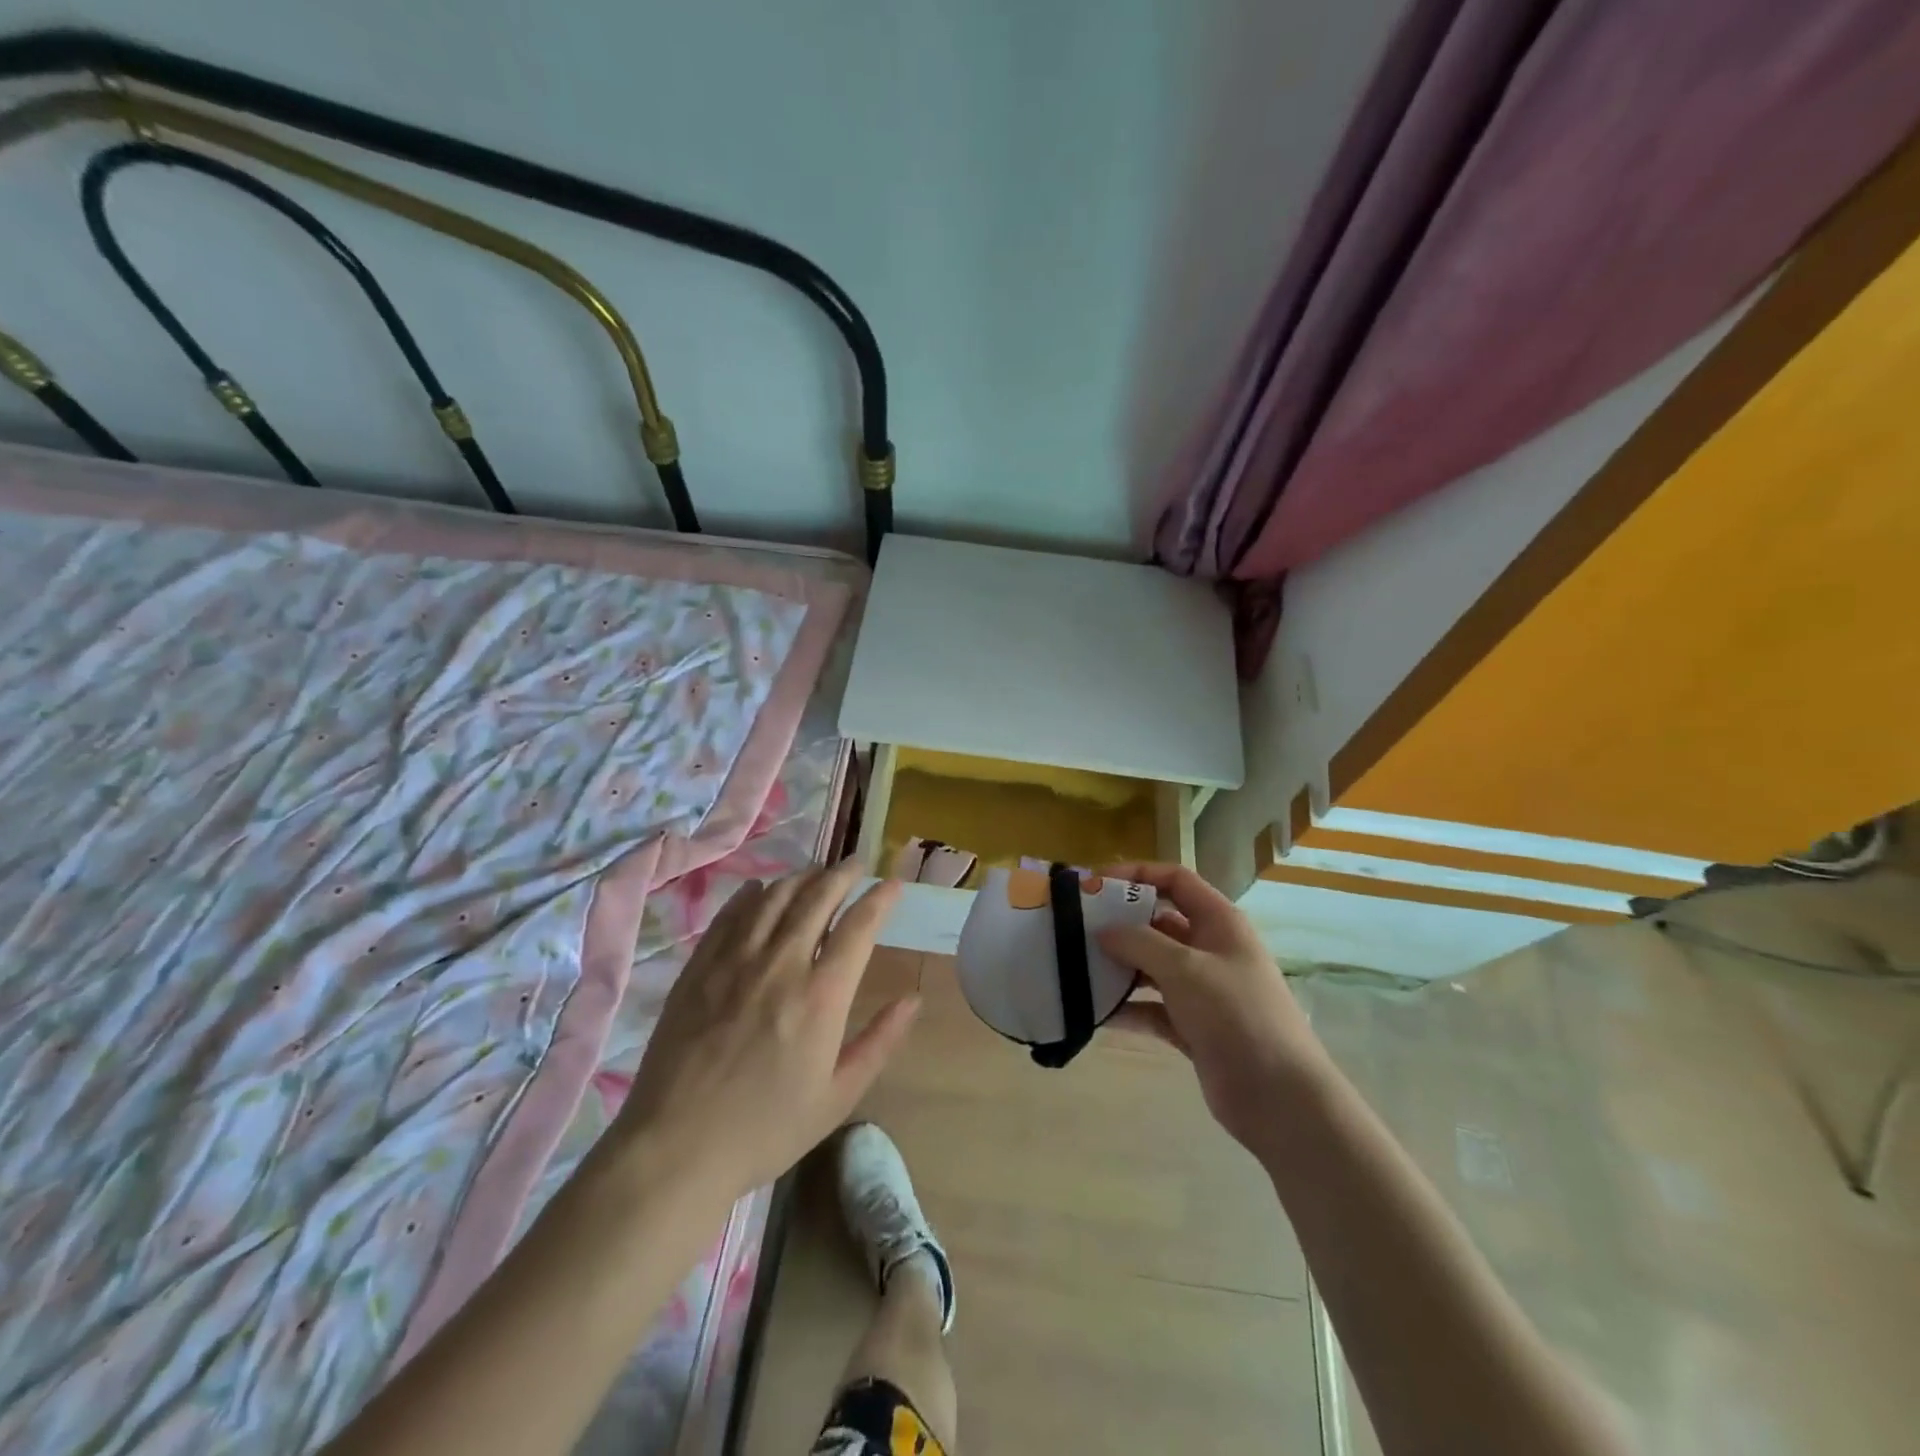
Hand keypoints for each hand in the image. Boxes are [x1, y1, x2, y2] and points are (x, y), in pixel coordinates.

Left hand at [607, 861, 915, 1205]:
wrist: (675, 1148)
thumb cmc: (766, 1129)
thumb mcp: (838, 1096)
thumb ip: (880, 1041)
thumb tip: (913, 999)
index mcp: (821, 996)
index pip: (859, 925)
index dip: (881, 897)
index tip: (894, 882)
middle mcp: (780, 964)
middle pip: (817, 897)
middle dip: (843, 873)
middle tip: (858, 862)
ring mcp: (735, 961)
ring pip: (774, 897)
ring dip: (802, 878)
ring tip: (816, 874)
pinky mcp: (699, 967)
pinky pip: (731, 915)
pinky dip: (752, 895)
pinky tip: (761, 890)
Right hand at [1097, 862, 1326, 1152]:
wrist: (1279, 1097)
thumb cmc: (1236, 1014)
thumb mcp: (1185, 968)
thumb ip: (1139, 942)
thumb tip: (1103, 930)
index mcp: (1219, 922)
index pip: (1175, 880)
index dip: (1137, 874)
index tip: (1095, 886)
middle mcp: (1210, 949)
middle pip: (1158, 923)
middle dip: (1120, 924)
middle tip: (1076, 929)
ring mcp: (1202, 990)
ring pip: (1152, 967)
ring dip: (1119, 967)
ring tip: (1077, 968)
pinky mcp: (1193, 1027)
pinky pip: (1152, 1008)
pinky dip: (1127, 1008)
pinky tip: (1095, 1013)